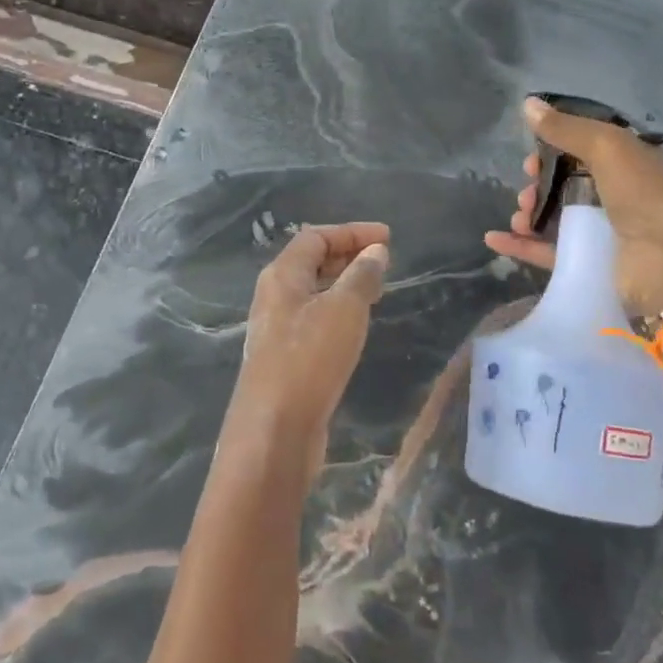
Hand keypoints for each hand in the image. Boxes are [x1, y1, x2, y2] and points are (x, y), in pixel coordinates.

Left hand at [226, 222, 390, 476]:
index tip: (387, 238)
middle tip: (384, 260)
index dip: (352, 232)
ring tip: (377, 288)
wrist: (275, 430)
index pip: (315, 237)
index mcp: (281, 276)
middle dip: (348, 255)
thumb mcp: (344, 309)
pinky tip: (357, 325)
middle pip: (310, 262)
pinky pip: (314, 319)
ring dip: (344, 284)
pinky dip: (338, 311)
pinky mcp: (285, 357)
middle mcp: (274, 296)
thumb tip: (376, 251)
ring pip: (313, 292)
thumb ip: (361, 276)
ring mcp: (277, 329)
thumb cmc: (309, 358)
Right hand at [484, 97, 662, 317]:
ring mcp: (606, 233)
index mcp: (632, 164)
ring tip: (520, 215)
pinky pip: (549, 252)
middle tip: (526, 189)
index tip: (532, 154)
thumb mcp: (608, 147)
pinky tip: (495, 239)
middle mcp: (621, 197)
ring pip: (557, 218)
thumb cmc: (647, 196)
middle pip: (568, 185)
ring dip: (531, 213)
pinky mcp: (591, 265)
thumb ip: (567, 128)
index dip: (556, 148)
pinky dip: (522, 246)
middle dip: (540, 183)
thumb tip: (526, 104)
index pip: (588, 149)